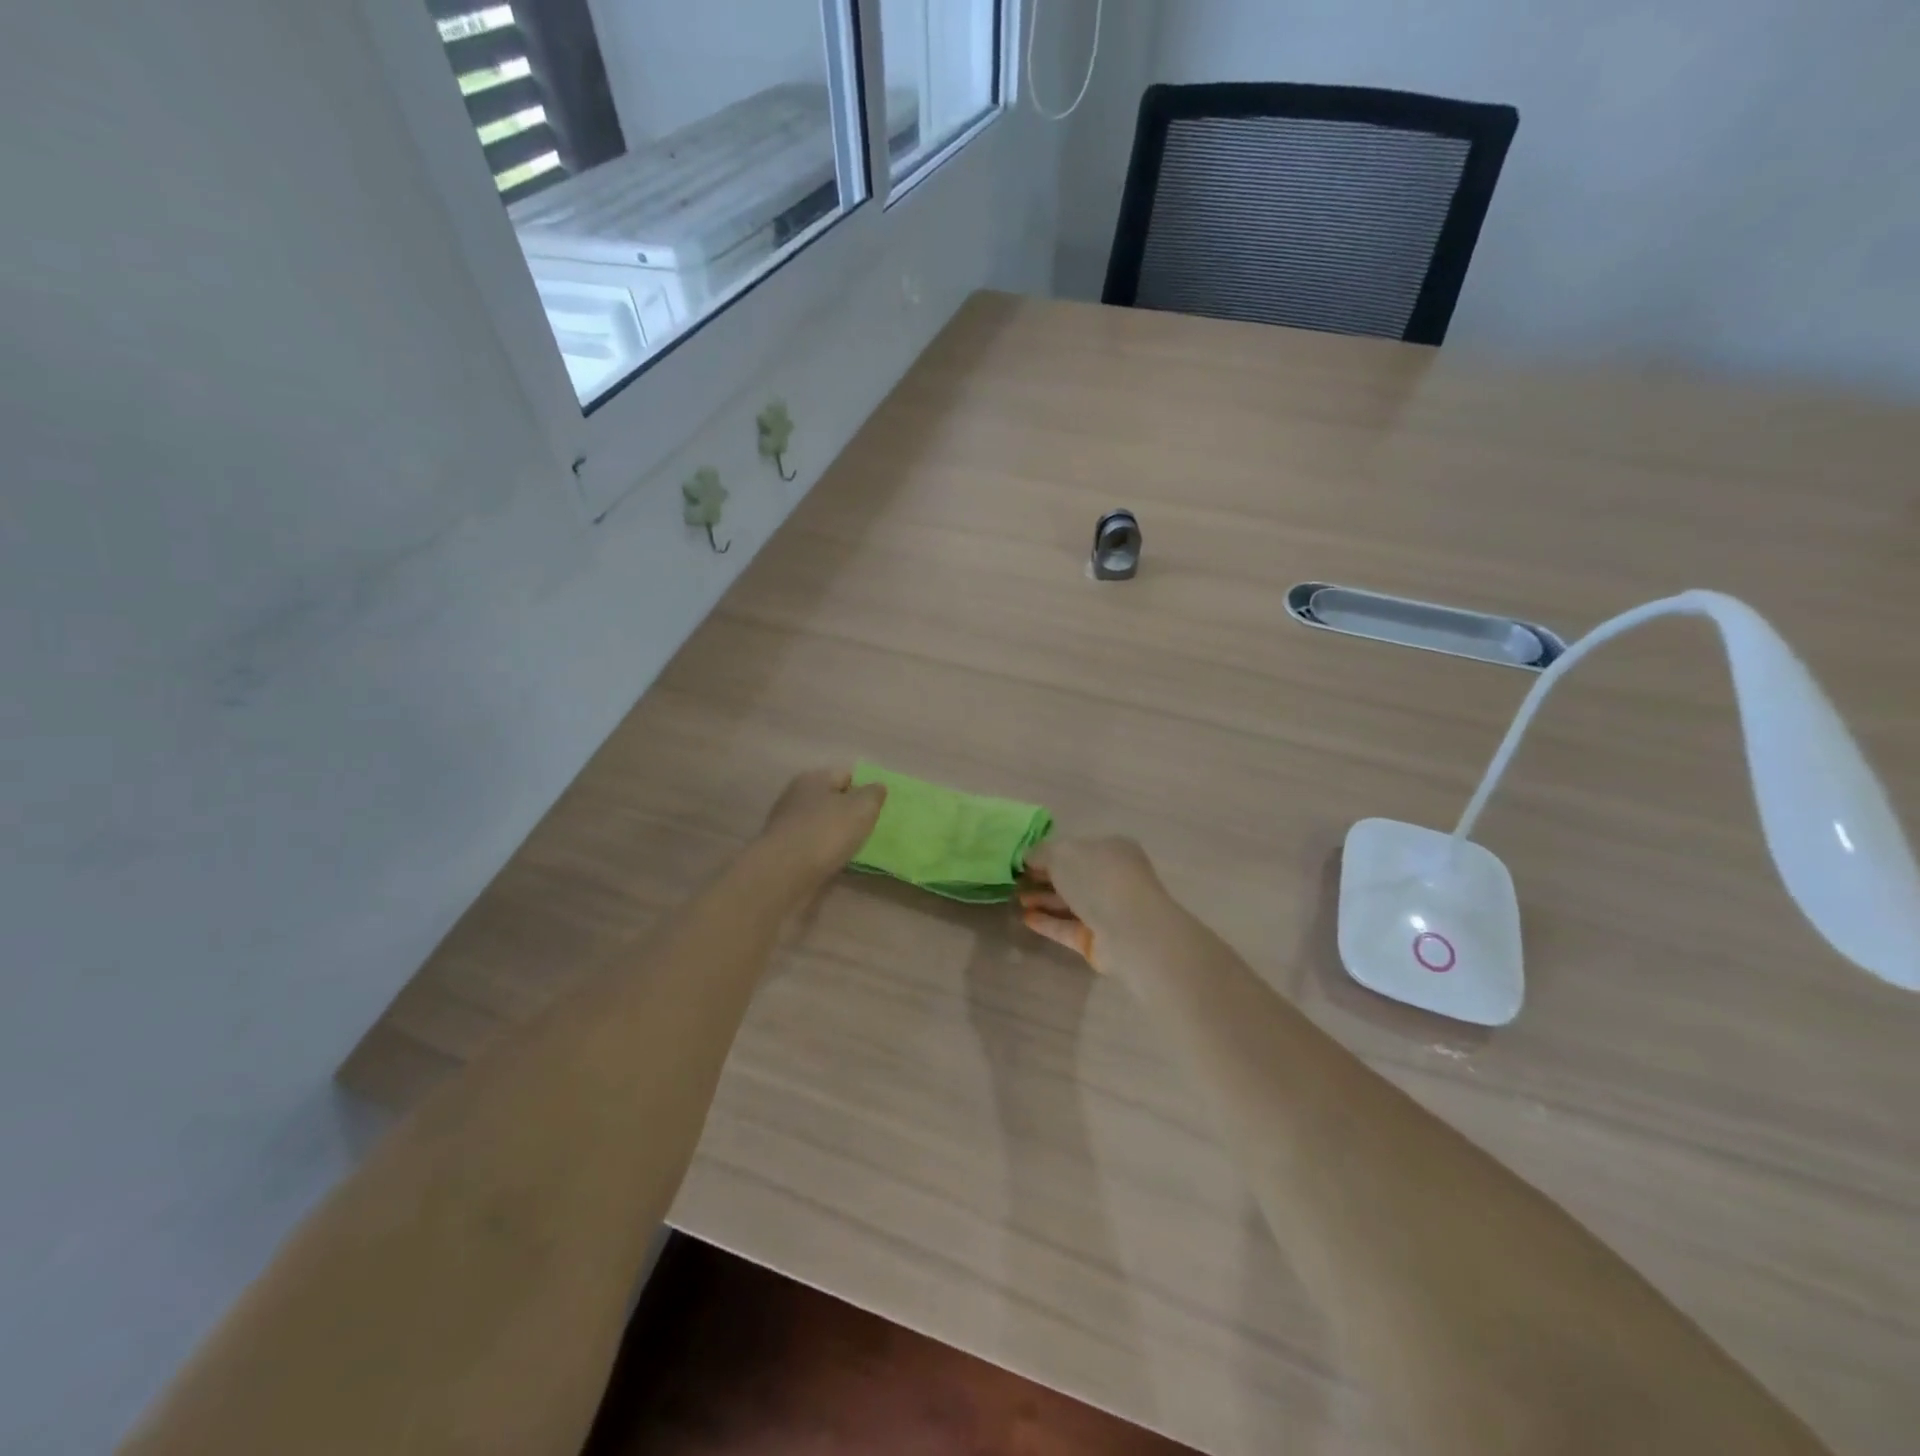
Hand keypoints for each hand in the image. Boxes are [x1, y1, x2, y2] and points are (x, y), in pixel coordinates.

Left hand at [760, 768, 886, 879]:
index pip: (846, 776)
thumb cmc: (827, 832)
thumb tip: (876, 787)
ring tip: (856, 850)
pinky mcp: (783, 852)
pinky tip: (837, 864)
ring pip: (821, 826)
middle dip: (850, 814)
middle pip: (832, 801)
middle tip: (870, 830)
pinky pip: (812, 848)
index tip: (878, 810)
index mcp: (813, 779)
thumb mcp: (862, 807)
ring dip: (837, 836)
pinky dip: (825, 854)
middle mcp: (796, 797)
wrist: (785, 874)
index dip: (864, 790)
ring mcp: (787, 826)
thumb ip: (874, 794)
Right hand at [1019, 835, 1168, 972]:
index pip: (1076, 848)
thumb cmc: (1098, 879)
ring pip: (1070, 902)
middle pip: (1073, 876)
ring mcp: (1107, 910)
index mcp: (1111, 849)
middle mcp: (1112, 878)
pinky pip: (1068, 927)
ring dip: (1043, 899)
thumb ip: (1041, 852)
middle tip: (1016, 881)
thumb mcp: (1062, 853)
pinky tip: (1026, 918)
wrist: (1131, 931)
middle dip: (1044, 877)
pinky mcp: (1098, 939)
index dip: (1049, 853)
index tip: (1023, 860)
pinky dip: (1048, 922)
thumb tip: (1028, 857)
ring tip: (1016, 898)